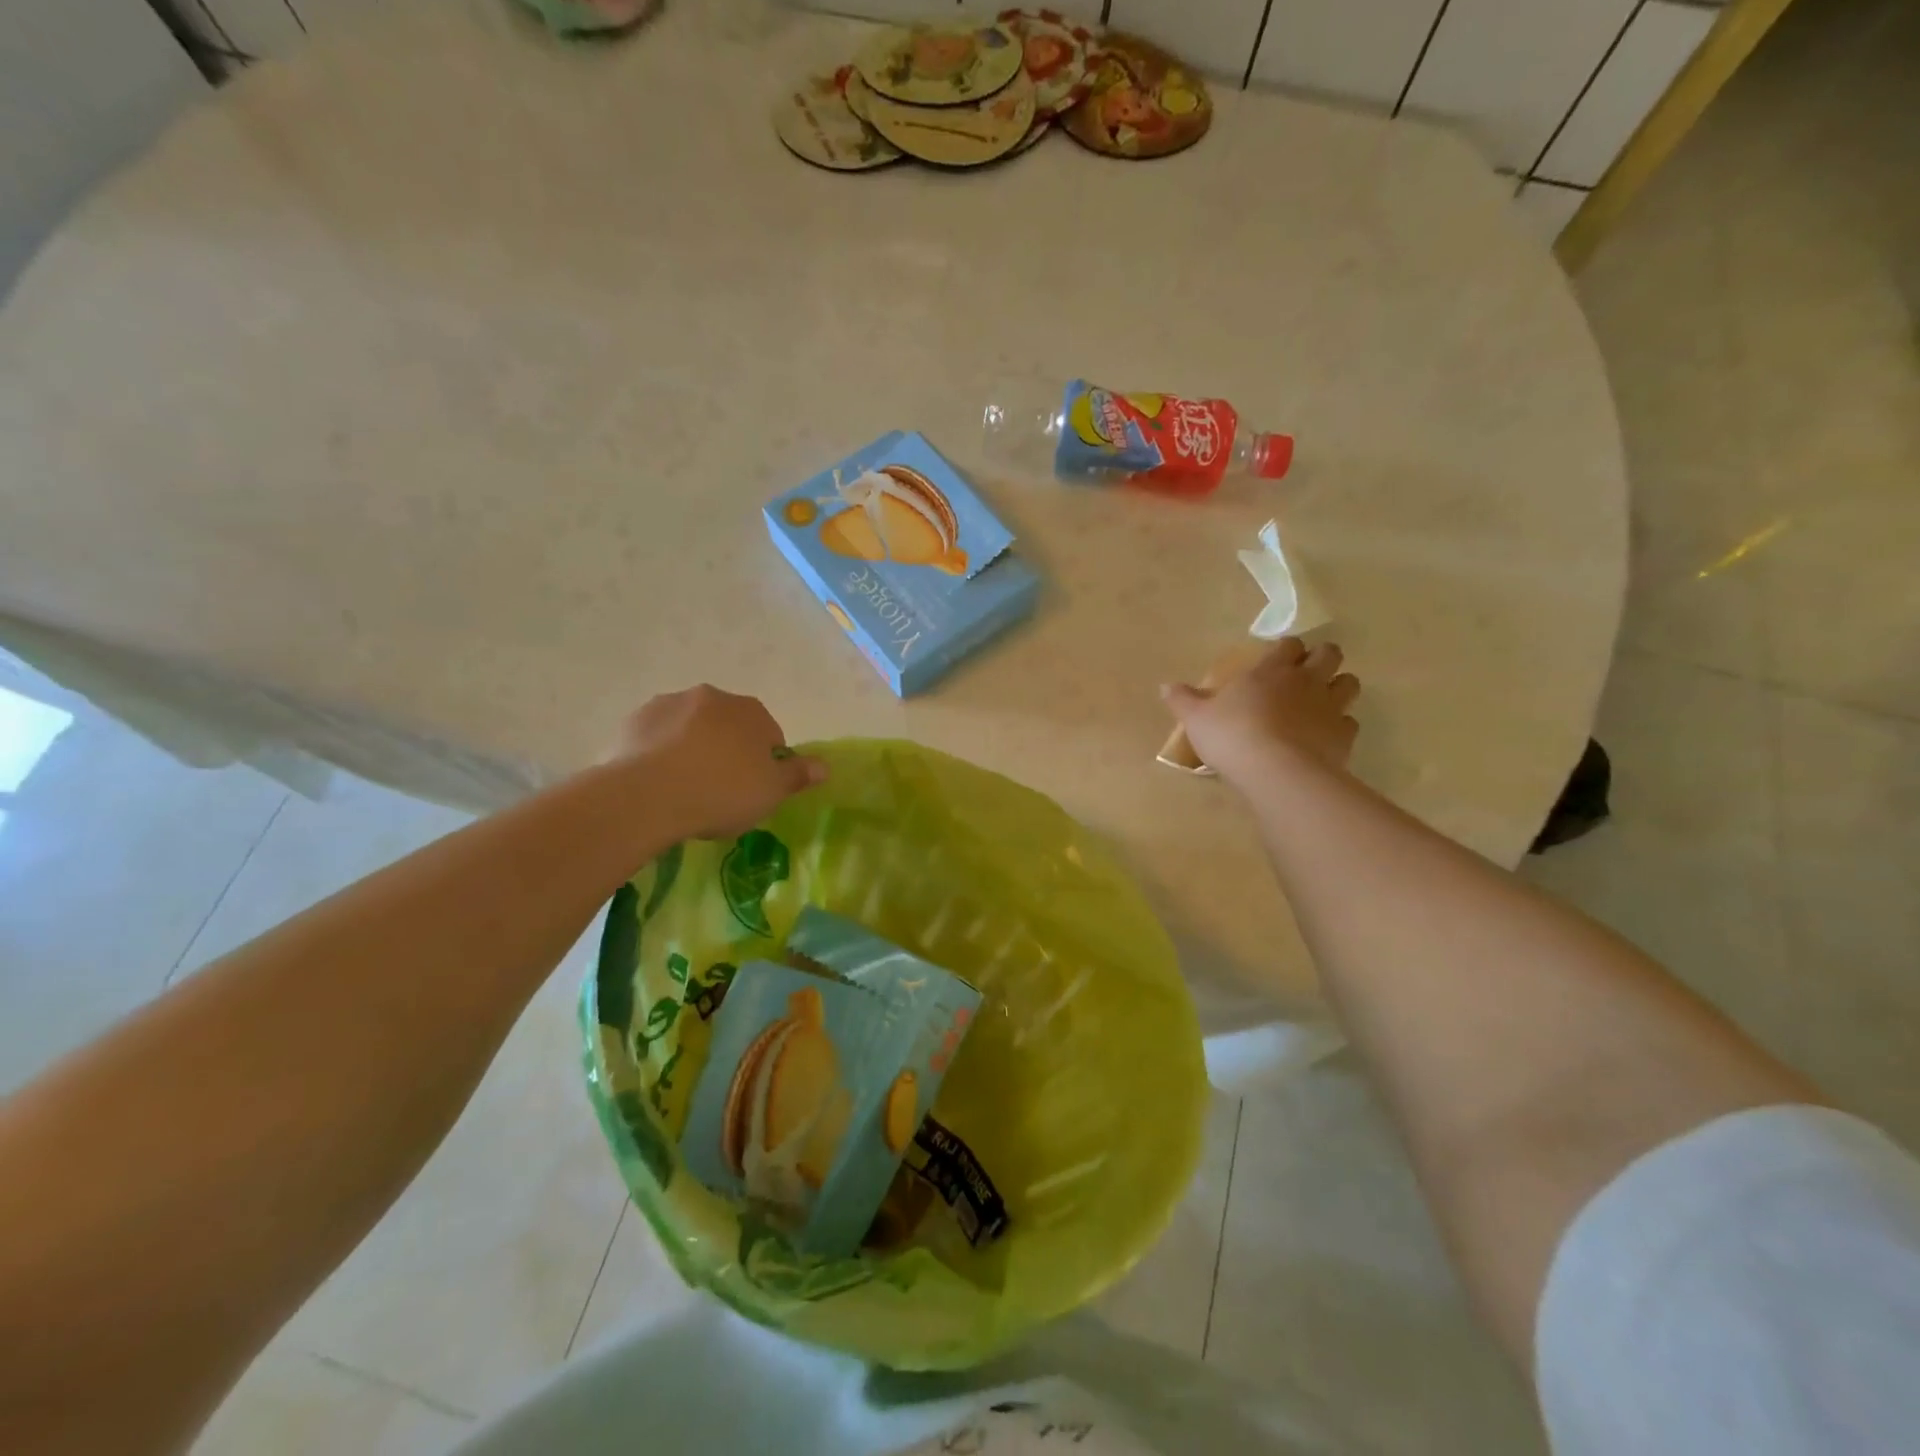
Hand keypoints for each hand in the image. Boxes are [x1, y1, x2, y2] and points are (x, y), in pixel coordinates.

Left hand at [618, 685, 825, 839]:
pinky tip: (657, 781)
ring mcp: (670, 704)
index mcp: (751, 711)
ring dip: (693, 747)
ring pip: (691, 727)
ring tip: (685, 787)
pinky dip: (661, 751)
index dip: (765, 764)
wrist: (647, 795)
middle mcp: (713, 697)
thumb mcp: (770, 793)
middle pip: (729, 726)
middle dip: (728, 750)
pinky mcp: (635, 719)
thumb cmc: (721, 793)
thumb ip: (797, 776)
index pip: (770, 735)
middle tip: (721, 790)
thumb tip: (824, 766)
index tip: (754, 790)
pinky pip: (658, 736)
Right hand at [1161, 639, 1359, 785]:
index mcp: (1270, 670)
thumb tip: (1165, 686)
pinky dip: (1340, 726)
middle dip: (1322, 658)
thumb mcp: (1196, 719)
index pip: (1288, 644)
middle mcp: (1306, 680)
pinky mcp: (1344, 735)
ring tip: (1322, 701)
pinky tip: (1325, 737)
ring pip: (1349, 683)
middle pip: (1329, 654)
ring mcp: (1330, 706)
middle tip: (1307, 674)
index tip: (1278, 659)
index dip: (1286, 649)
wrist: (1276, 771)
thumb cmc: (1232, 736)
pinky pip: (1350, 722)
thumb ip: (1183, 700)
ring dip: (1339, 687)